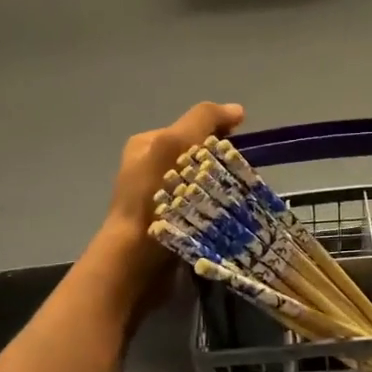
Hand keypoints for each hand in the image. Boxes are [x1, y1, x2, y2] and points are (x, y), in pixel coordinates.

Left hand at [90, 100, 244, 299]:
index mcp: (146, 144)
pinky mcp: (170, 226)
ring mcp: (158, 199)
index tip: (237, 150)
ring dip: (220, 190)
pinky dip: (215, 212)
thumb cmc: (153, 198)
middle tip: (235, 179)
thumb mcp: (174, 144)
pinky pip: (202, 209)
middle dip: (220, 164)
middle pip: (199, 156)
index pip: (192, 128)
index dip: (218, 134)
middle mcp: (149, 168)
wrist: (134, 261)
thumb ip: (203, 120)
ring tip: (234, 201)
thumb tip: (237, 110)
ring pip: (203, 184)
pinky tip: (224, 219)